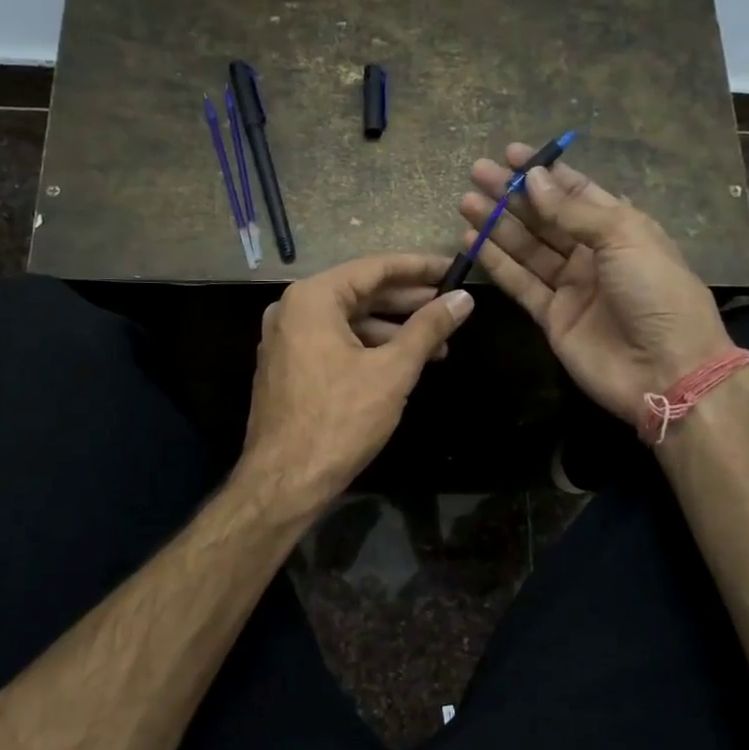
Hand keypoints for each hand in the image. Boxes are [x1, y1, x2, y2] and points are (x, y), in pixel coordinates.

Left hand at [238, 254, 473, 515]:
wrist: (284, 481)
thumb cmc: (340, 420)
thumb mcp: (393, 371)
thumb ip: (428, 328)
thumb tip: (463, 299)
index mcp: (312, 299)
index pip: (374, 268)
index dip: (419, 268)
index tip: (454, 269)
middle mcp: (292, 310)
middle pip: (360, 293)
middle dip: (408, 302)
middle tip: (451, 305)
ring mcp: (286, 340)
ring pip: (349, 321)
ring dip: (393, 330)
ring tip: (438, 344)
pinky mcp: (288, 367)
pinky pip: (334, 343)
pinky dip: (369, 348)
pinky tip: (402, 363)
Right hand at [460, 144, 729, 427]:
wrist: (667, 369)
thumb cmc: (657, 293)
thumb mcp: (624, 238)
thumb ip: (574, 211)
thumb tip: (534, 179)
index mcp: (621, 228)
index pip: (576, 192)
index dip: (545, 173)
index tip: (512, 154)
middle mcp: (593, 254)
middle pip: (545, 217)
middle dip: (512, 195)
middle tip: (477, 172)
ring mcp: (571, 287)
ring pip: (527, 248)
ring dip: (497, 225)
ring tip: (466, 201)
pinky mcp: (552, 317)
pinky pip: (520, 284)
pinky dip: (497, 263)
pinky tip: (472, 240)